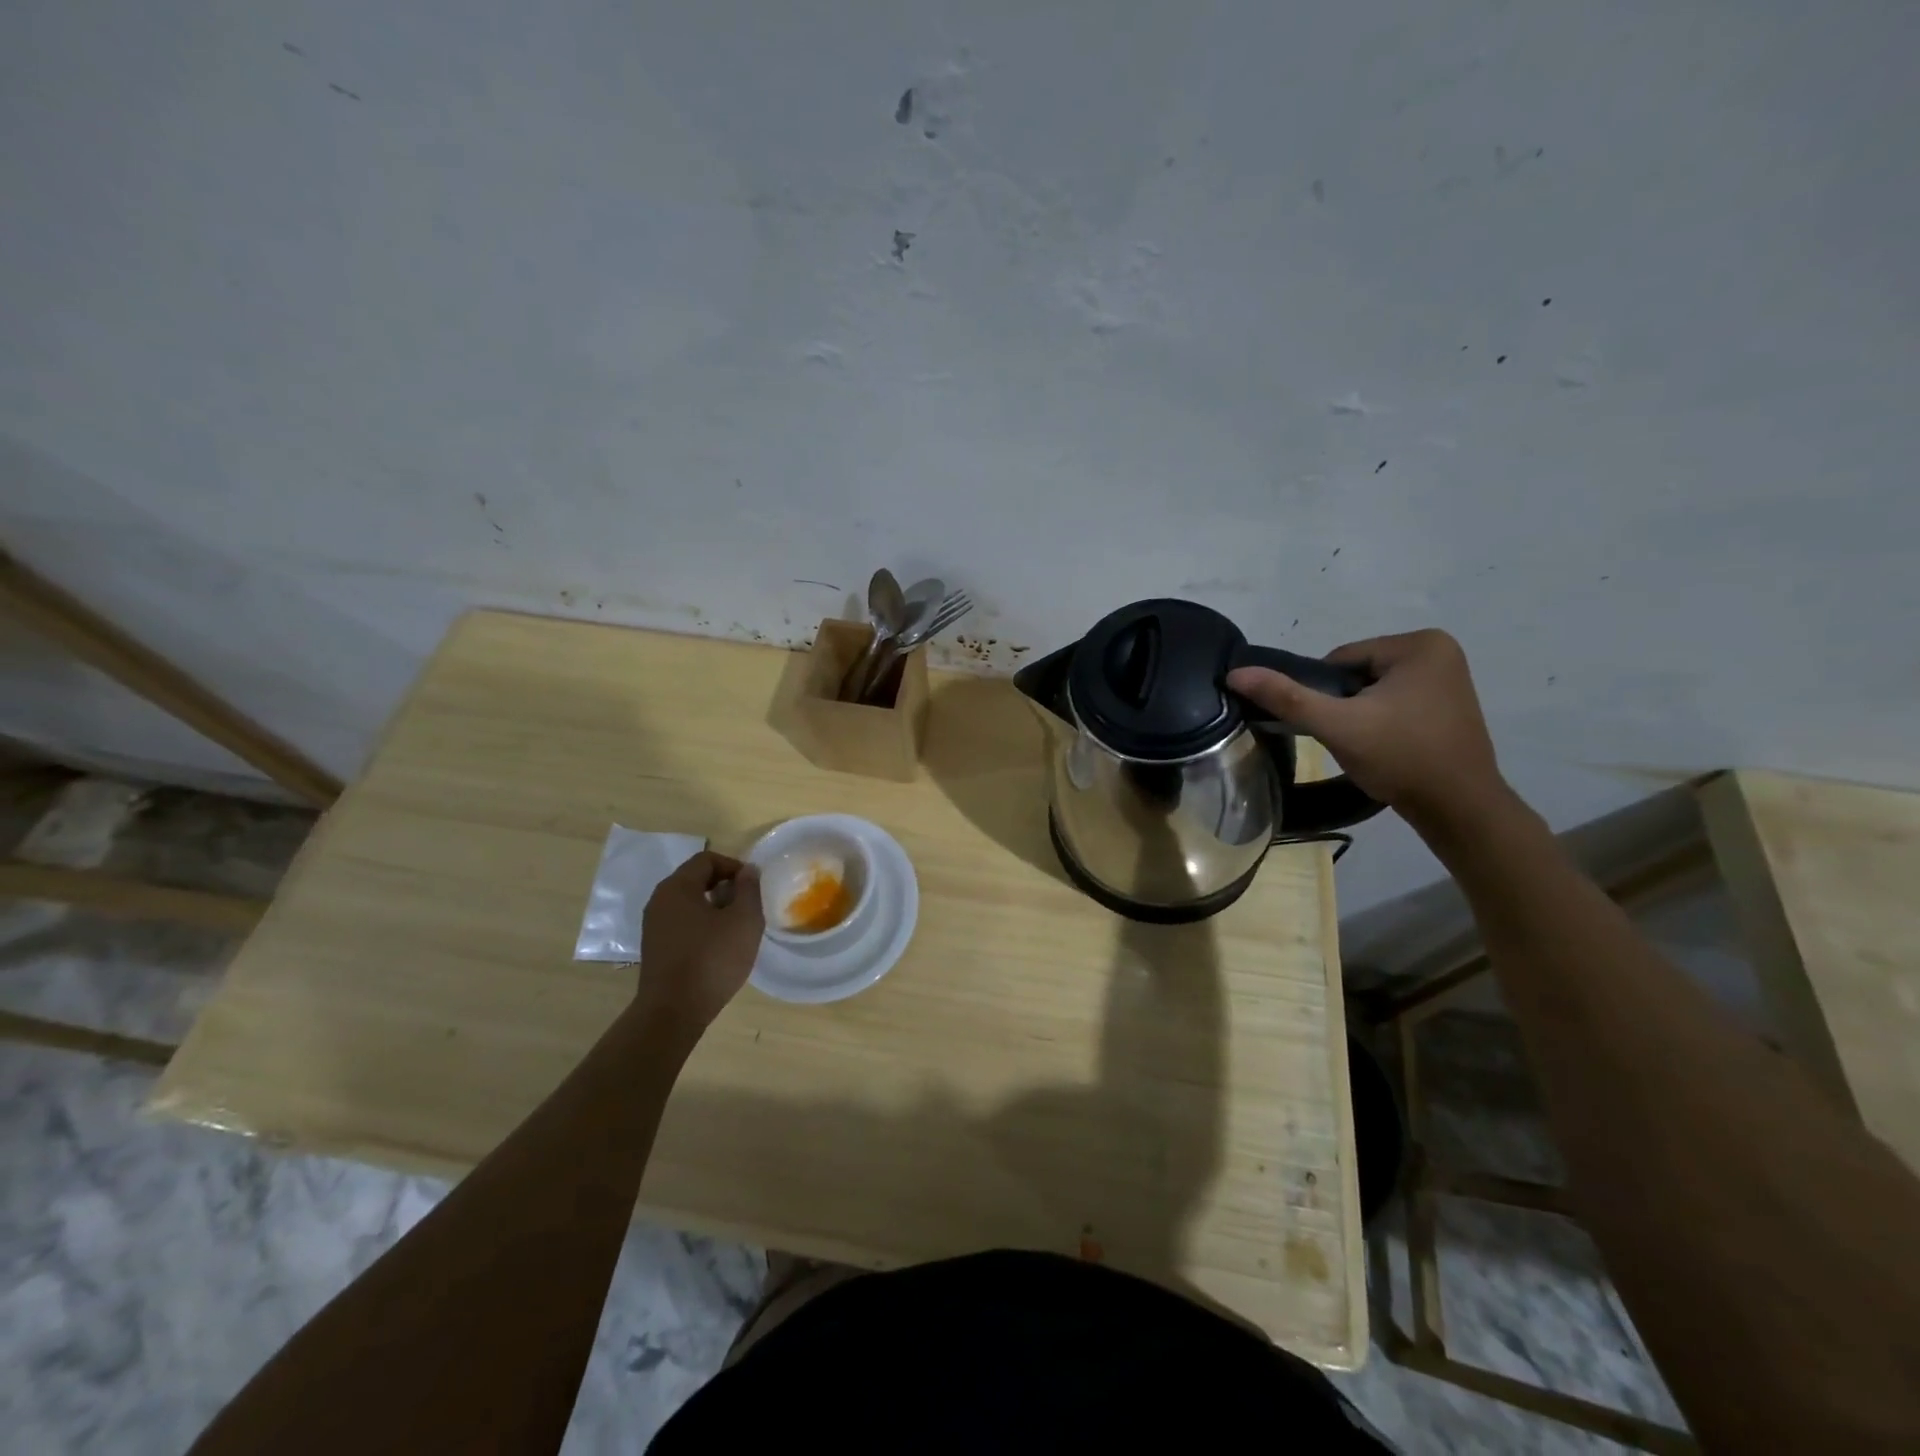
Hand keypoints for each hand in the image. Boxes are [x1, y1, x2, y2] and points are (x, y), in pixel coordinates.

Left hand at [635, 851, 764, 1032]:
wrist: (673, 1012)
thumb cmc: (712, 959)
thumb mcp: (744, 920)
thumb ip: (749, 889)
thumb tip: (747, 871)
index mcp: (677, 887)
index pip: (707, 859)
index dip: (734, 866)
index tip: (753, 886)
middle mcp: (659, 900)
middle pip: (695, 879)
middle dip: (725, 887)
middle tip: (747, 906)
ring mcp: (653, 925)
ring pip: (688, 902)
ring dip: (714, 907)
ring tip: (735, 928)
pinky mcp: (655, 947)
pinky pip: (681, 923)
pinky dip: (701, 925)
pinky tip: (717, 946)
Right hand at [1226, 629, 1507, 829]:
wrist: (1458, 809)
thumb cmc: (1401, 758)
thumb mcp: (1337, 725)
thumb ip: (1286, 697)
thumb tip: (1235, 673)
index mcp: (1420, 644)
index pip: (1340, 659)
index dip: (1324, 694)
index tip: (1334, 726)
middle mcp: (1439, 650)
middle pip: (1356, 673)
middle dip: (1344, 704)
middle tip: (1350, 739)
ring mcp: (1448, 677)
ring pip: (1372, 690)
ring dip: (1359, 714)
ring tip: (1367, 746)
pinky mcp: (1448, 703)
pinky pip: (1394, 702)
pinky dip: (1380, 721)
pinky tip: (1385, 746)